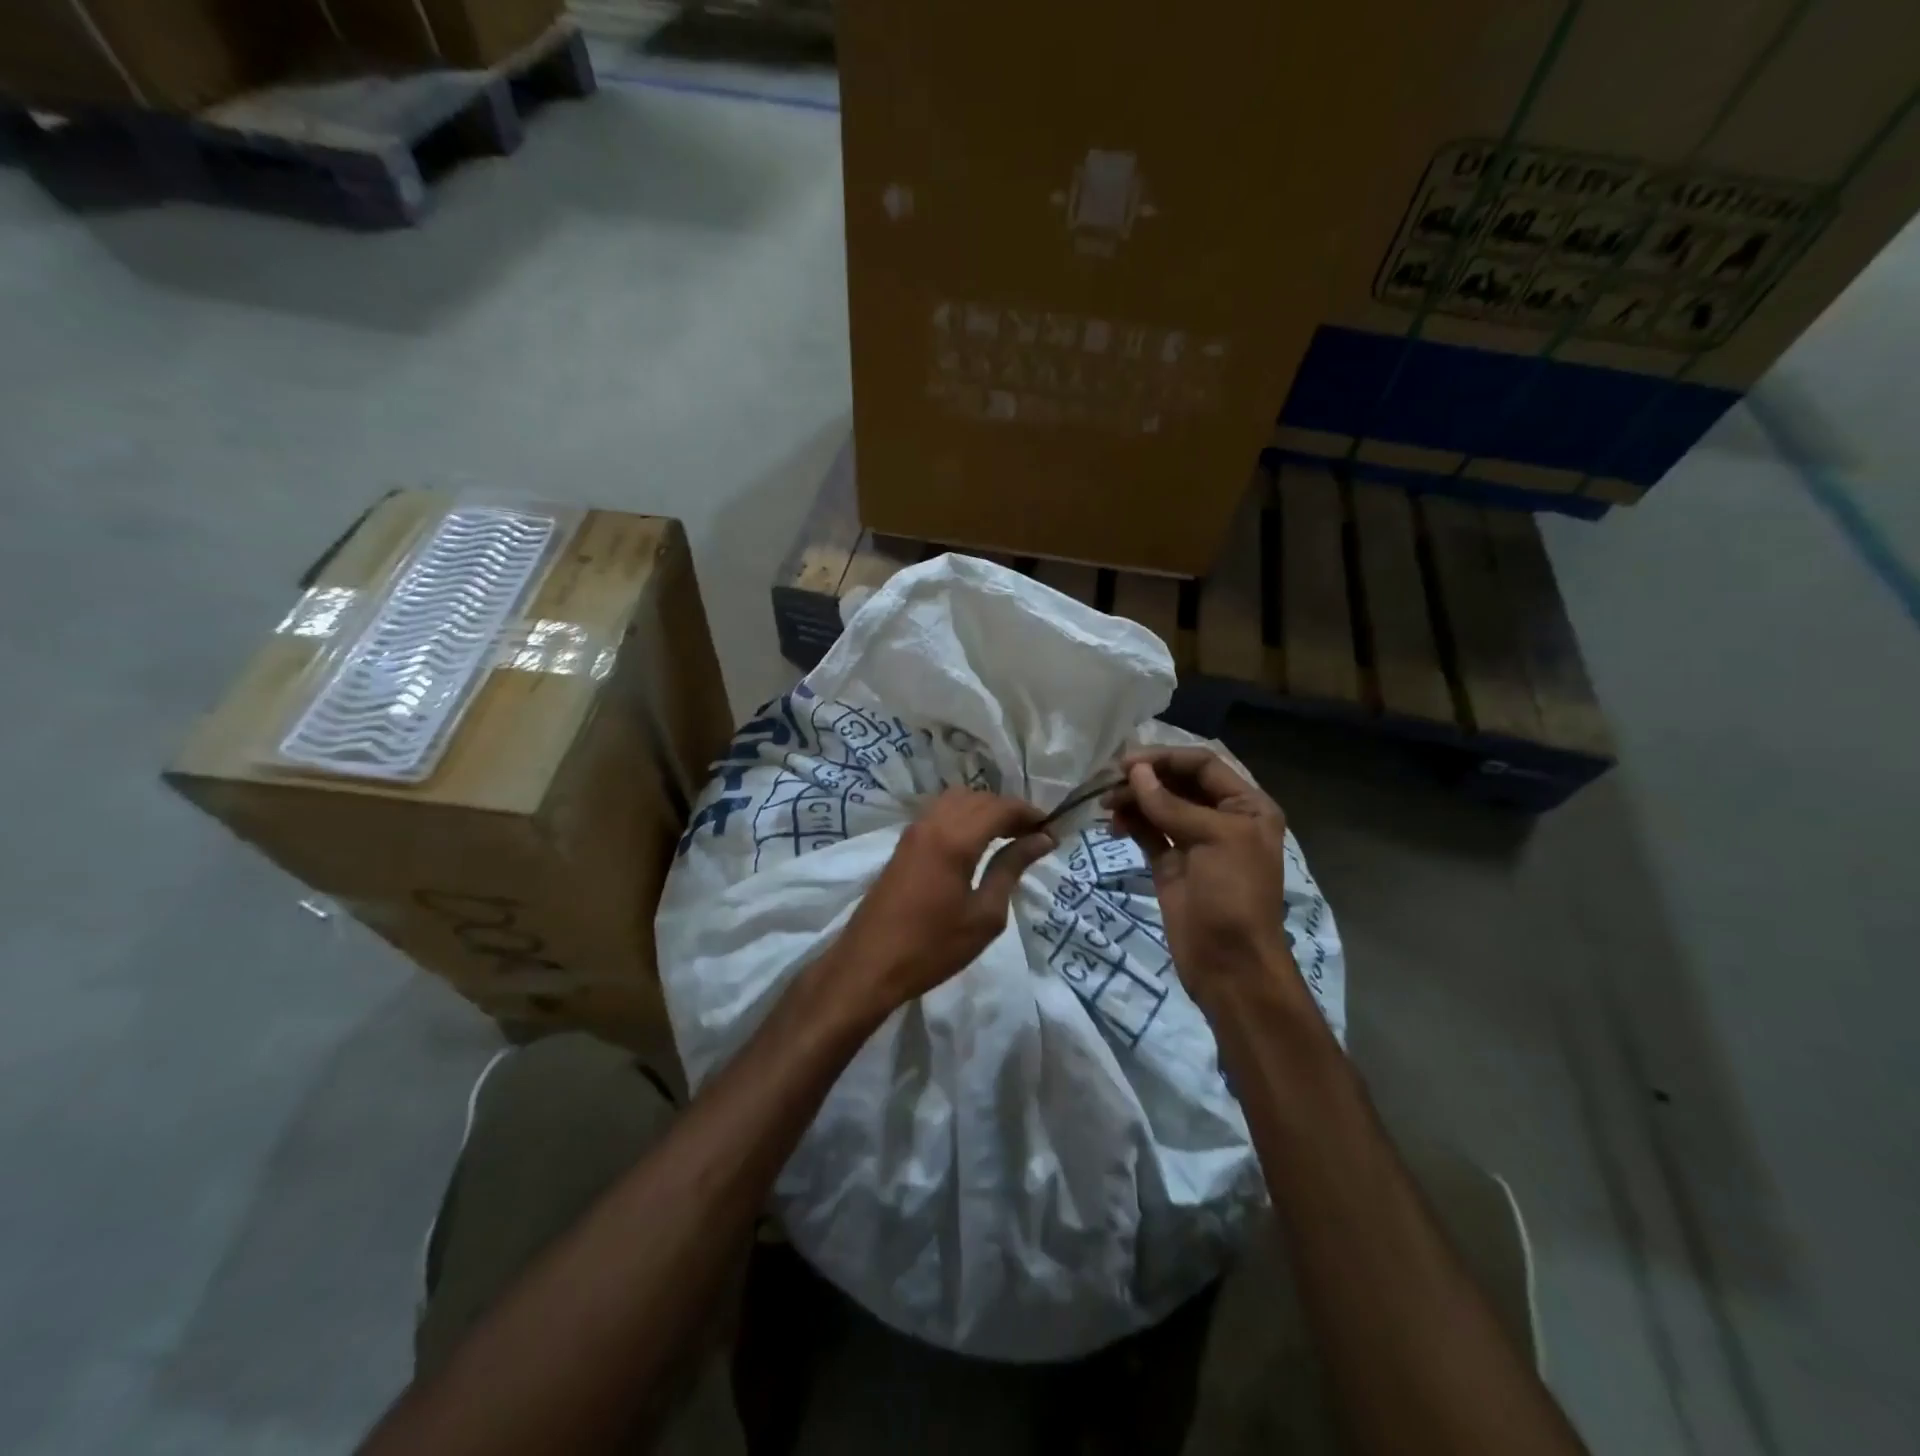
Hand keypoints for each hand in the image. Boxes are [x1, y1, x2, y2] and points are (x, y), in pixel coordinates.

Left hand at [830, 789, 1054, 1017]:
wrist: (869, 965)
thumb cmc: (933, 947)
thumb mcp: (984, 915)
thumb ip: (1011, 869)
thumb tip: (1041, 840)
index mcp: (955, 839)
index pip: (1000, 808)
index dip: (1029, 813)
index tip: (1052, 830)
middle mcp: (932, 823)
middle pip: (978, 798)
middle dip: (1008, 810)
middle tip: (1033, 836)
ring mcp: (913, 831)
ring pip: (956, 800)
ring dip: (984, 810)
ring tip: (1007, 837)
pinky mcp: (903, 844)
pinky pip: (939, 813)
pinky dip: (963, 816)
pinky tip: (975, 843)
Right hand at [1104, 747, 1296, 1008]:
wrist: (1230, 964)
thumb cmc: (1233, 895)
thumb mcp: (1212, 840)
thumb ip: (1171, 805)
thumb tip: (1135, 772)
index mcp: (1247, 806)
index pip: (1203, 765)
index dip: (1165, 759)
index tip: (1127, 763)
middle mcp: (1222, 818)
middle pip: (1178, 783)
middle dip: (1145, 779)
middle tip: (1108, 783)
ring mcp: (1195, 842)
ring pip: (1160, 806)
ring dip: (1134, 800)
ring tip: (1106, 805)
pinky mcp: (1172, 864)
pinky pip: (1149, 832)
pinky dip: (1131, 823)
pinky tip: (1113, 824)